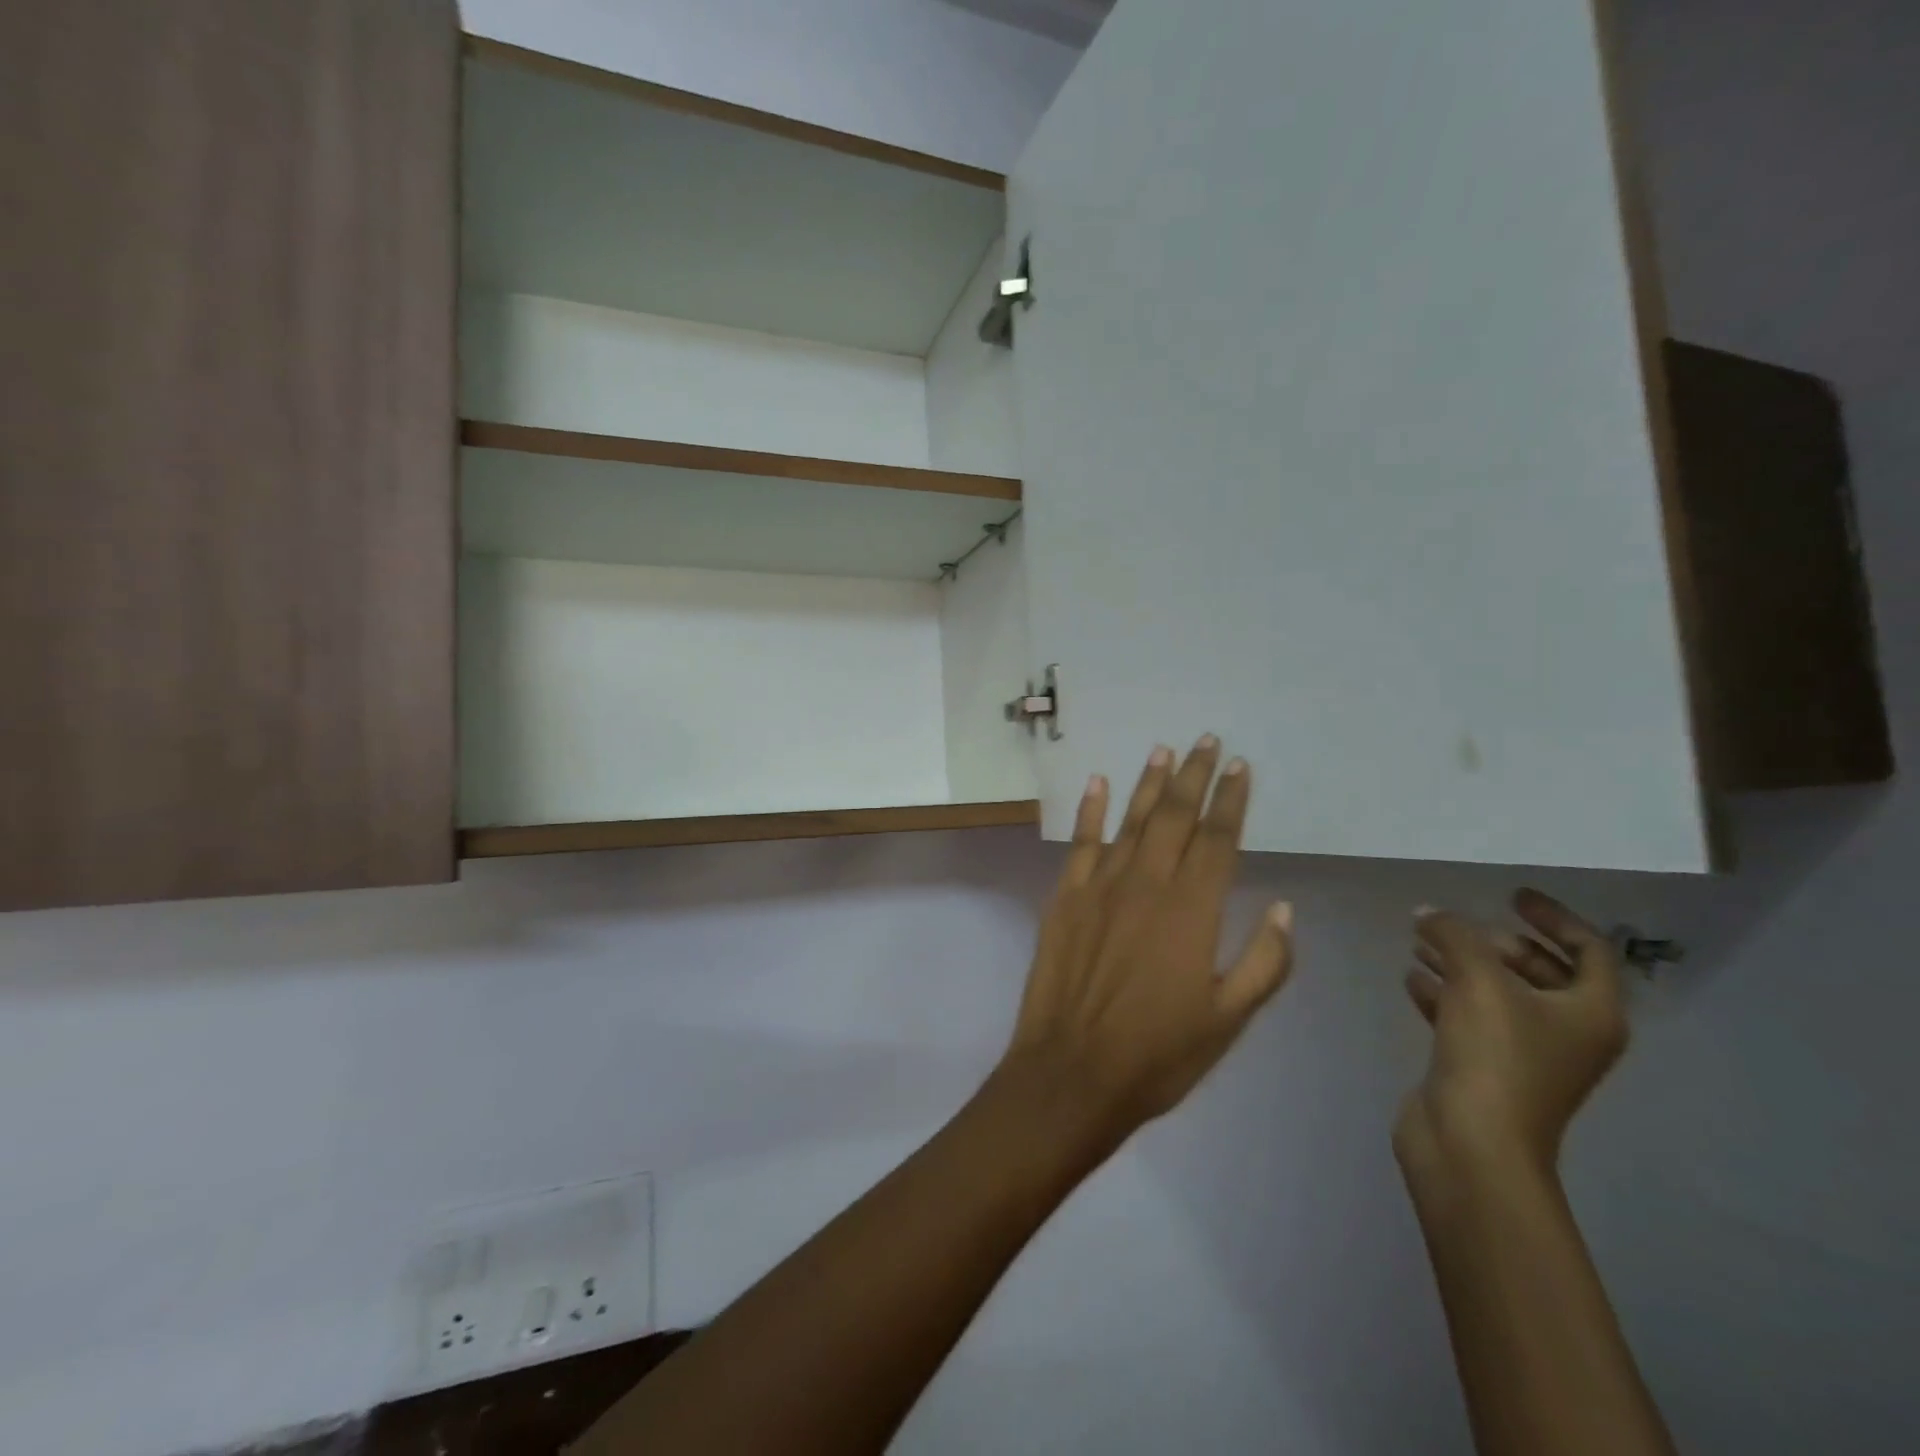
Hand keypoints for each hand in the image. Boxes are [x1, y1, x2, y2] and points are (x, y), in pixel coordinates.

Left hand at [996, 737, 1294, 1139]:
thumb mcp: (1228, 1021)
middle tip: (1207, 741)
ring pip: (1130, 821)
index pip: (1219, 840)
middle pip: (1175, 817)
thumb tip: (1286, 909)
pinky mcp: (1065, 898)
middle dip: (1194, 776)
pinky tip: (1097, 783)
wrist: (1072, 1073)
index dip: (1232, 801)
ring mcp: (1100, 887)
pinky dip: (1089, 811)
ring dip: (1149, 784)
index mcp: (1192, 911)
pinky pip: (1080, 843)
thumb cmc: (1158, 1054)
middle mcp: (1147, 884)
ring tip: (1165, 750)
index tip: (1241, 767)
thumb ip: (1264, 962)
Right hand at [1397, 891, 1628, 1182]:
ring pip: (1497, 993)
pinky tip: (1411, 978)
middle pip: (1540, 971)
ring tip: (1419, 941)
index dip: (1553, 917)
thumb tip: (1429, 913)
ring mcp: (1525, 1053)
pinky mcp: (1484, 1067)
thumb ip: (1454, 935)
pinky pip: (1467, 1016)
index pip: (1588, 950)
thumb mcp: (1478, 980)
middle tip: (1457, 927)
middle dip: (1495, 942)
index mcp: (1590, 1013)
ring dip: (1461, 963)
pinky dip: (1443, 992)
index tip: (1510, 895)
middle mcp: (1566, 1032)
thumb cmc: (1495, 1056)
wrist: (1473, 1142)